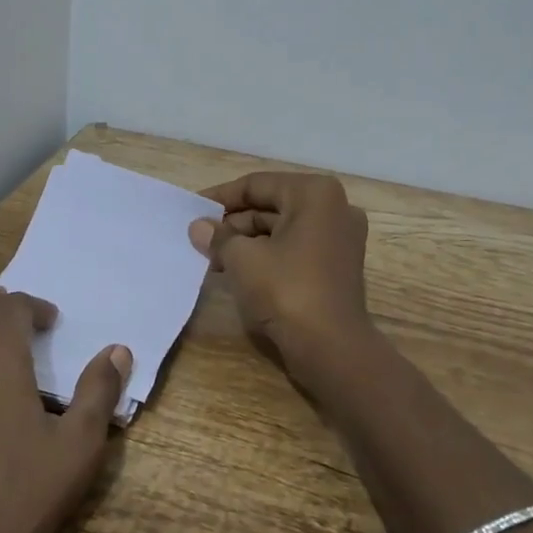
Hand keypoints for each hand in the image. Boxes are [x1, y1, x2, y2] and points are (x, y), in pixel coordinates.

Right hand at [189, 172, 372, 358]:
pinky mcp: (336, 267)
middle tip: (200, 238)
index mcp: (315, 194)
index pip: (257, 185)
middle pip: (271, 206)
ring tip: (211, 258)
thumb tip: (198, 227)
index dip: (221, 197)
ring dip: (246, 242)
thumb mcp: (242, 259)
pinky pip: (294, 250)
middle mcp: (334, 209)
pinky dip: (266, 256)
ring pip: (281, 230)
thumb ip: (218, 237)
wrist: (331, 347)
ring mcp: (339, 239)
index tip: (192, 210)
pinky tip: (236, 272)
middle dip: (233, 223)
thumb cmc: (286, 290)